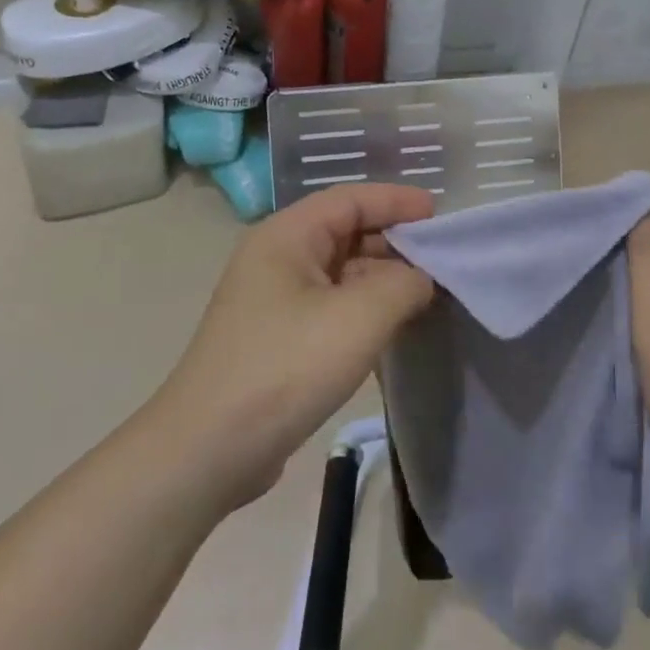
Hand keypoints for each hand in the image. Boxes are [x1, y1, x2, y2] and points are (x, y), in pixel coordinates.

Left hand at [150, 184, 436, 510]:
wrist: (208, 449)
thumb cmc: (284, 367)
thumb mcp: (358, 318)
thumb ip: (403, 284)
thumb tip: (421, 278)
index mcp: (287, 236)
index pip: (349, 199)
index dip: (396, 200)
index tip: (439, 213)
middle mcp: (276, 258)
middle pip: (344, 231)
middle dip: (393, 240)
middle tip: (441, 258)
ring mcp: (274, 300)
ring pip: (339, 272)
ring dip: (381, 278)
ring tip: (427, 292)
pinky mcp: (277, 337)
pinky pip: (331, 305)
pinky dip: (364, 307)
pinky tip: (393, 325)